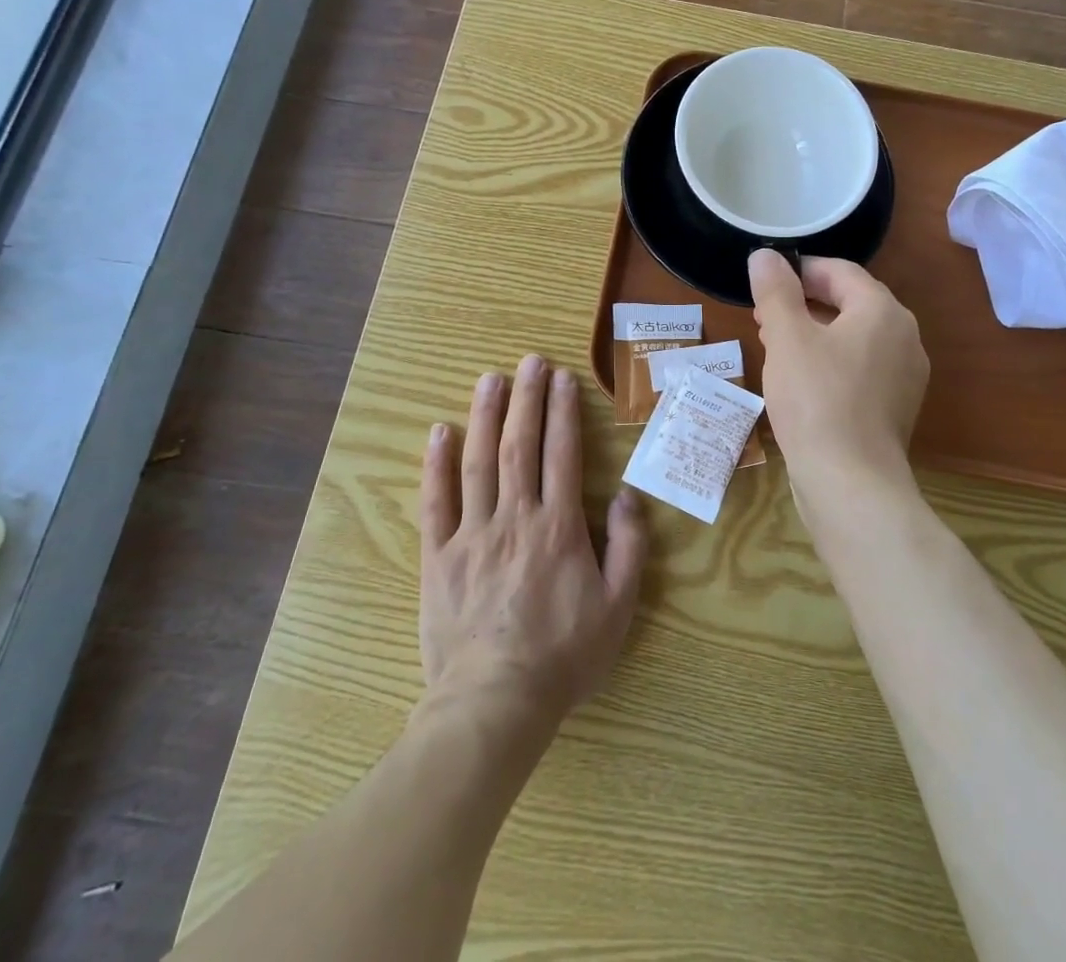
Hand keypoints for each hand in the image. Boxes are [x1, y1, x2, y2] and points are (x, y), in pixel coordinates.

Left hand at [419, 355, 648, 728]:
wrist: (495, 704)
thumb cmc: (563, 656)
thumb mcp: (618, 606)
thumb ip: (629, 547)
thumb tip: (628, 497)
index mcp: (559, 527)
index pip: (562, 454)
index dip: (563, 412)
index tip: (563, 379)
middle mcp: (515, 518)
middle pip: (520, 445)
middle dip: (526, 399)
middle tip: (530, 361)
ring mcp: (472, 534)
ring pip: (478, 462)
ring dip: (485, 416)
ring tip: (490, 379)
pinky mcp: (439, 556)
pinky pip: (436, 502)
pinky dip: (436, 465)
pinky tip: (439, 432)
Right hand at [749, 251, 929, 500]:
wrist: (851, 483)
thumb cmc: (816, 399)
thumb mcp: (787, 337)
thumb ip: (776, 291)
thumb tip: (765, 255)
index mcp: (883, 311)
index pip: (841, 271)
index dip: (800, 269)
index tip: (765, 280)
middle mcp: (904, 337)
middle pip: (850, 303)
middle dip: (803, 303)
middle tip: (762, 313)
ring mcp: (905, 376)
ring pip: (853, 337)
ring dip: (813, 333)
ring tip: (774, 344)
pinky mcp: (895, 408)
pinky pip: (860, 368)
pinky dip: (829, 362)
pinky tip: (799, 380)